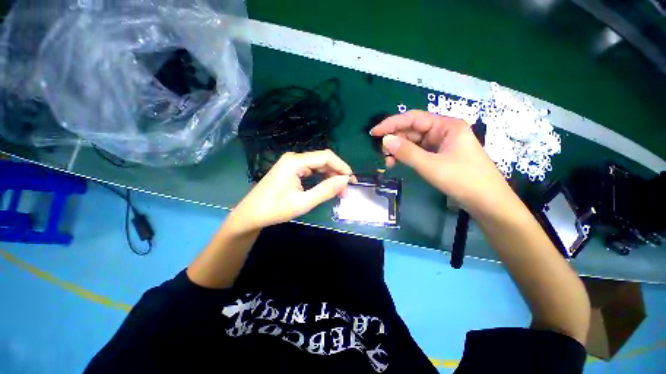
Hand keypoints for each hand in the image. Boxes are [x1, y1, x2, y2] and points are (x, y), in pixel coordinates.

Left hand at [229, 150, 353, 232]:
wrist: (251, 215)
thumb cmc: (275, 209)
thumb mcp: (303, 203)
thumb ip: (325, 190)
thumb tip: (345, 180)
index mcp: (295, 162)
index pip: (326, 157)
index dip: (341, 166)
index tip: (352, 181)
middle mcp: (294, 158)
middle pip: (323, 160)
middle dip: (337, 173)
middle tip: (346, 190)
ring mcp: (292, 163)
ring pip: (318, 165)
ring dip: (330, 176)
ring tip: (339, 191)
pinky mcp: (291, 170)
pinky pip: (311, 170)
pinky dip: (322, 178)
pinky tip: (327, 187)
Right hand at [370, 110, 508, 212]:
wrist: (488, 203)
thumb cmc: (463, 180)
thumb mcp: (431, 166)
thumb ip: (407, 152)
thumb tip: (385, 140)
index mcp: (446, 126)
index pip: (413, 118)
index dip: (392, 123)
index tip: (374, 132)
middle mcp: (443, 131)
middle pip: (412, 130)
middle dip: (395, 139)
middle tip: (380, 152)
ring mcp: (441, 145)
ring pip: (414, 142)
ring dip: (399, 150)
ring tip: (388, 162)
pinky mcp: (439, 156)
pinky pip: (418, 152)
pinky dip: (406, 157)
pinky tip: (398, 163)